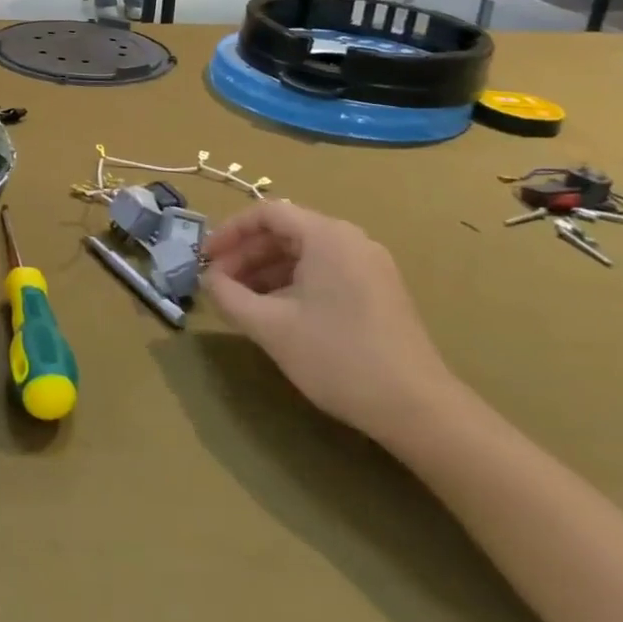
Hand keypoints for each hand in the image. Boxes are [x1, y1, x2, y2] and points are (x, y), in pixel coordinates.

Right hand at [203, 200, 459, 445]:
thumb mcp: (270, 326)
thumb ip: (228, 296)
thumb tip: (209, 281)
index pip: (266, 213)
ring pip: (304, 254)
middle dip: (245, 255)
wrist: (418, 409)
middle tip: (218, 284)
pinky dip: (292, 284)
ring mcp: (370, 266)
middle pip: (285, 232)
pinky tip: (276, 314)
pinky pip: (324, 272)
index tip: (204, 259)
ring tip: (241, 302)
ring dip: (266, 272)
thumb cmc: (337, 357)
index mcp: (327, 236)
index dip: (229, 232)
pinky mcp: (379, 292)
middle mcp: (351, 240)